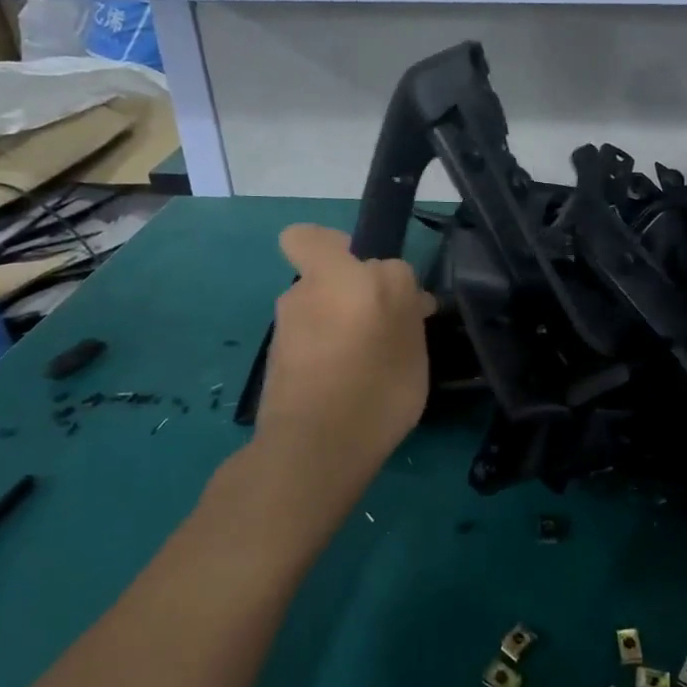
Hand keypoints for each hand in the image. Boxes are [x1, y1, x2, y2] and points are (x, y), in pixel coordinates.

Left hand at [250, 225, 434, 491]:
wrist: (315, 449)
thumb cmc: (375, 383)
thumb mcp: (411, 336)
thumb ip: (406, 302)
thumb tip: (405, 295)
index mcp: (337, 275)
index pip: (313, 237)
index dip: (346, 251)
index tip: (377, 282)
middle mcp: (304, 293)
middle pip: (327, 277)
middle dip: (352, 294)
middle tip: (387, 328)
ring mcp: (285, 330)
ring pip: (319, 312)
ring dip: (341, 327)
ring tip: (373, 367)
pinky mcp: (275, 364)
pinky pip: (310, 345)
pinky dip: (328, 356)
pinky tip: (351, 389)